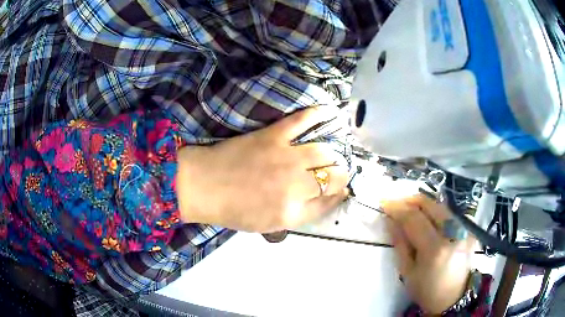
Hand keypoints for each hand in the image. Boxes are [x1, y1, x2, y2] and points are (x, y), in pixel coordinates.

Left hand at [176, 107, 349, 232]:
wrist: (204, 186)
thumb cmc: (233, 210)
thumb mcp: (270, 225)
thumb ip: (302, 215)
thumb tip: (328, 199)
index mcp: (293, 212)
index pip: (330, 201)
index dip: (339, 194)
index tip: (341, 189)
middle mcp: (296, 186)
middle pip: (334, 177)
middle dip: (342, 175)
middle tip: (338, 172)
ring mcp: (286, 158)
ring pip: (325, 152)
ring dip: (335, 153)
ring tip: (333, 154)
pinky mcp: (274, 136)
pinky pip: (303, 121)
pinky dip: (319, 113)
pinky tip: (331, 112)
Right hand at [382, 195, 474, 313]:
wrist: (453, 298)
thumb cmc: (426, 291)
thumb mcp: (407, 272)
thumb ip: (400, 244)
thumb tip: (391, 221)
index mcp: (435, 249)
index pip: (414, 218)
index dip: (397, 208)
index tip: (384, 202)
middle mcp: (453, 233)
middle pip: (430, 204)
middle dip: (410, 200)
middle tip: (396, 204)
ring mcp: (464, 229)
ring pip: (440, 206)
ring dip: (422, 205)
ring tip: (409, 210)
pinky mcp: (468, 230)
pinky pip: (448, 214)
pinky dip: (434, 212)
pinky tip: (426, 219)